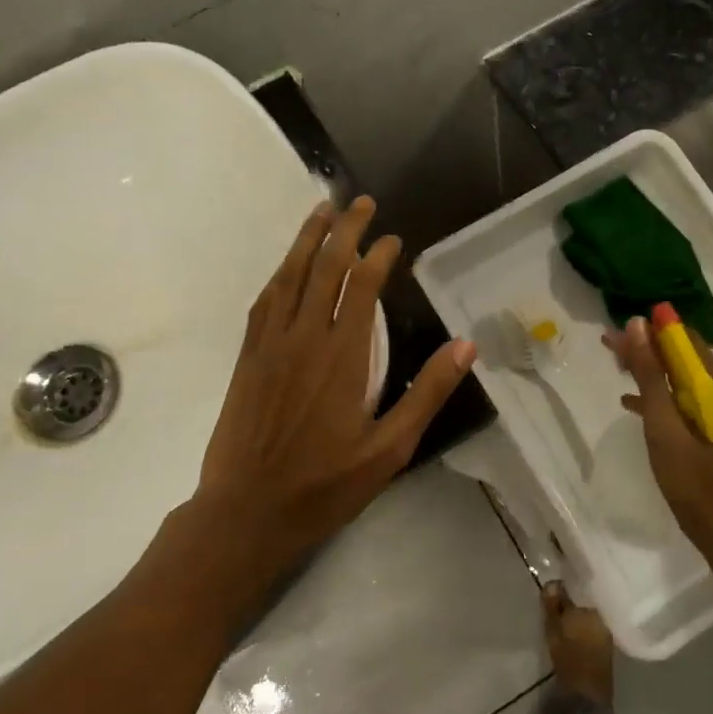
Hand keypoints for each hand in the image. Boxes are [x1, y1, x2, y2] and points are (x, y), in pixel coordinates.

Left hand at [197, 196, 474, 564]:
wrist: (246, 512)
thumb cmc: (324, 485)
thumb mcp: (390, 449)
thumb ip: (427, 394)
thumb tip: (466, 347)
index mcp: (343, 356)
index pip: (362, 285)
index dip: (378, 255)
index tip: (394, 239)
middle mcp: (305, 338)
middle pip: (325, 267)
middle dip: (344, 229)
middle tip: (359, 201)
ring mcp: (270, 345)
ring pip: (290, 276)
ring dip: (307, 239)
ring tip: (322, 210)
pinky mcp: (248, 359)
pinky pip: (264, 302)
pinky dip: (280, 274)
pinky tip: (287, 266)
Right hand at [606, 317, 712, 564]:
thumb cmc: (695, 483)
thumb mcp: (664, 427)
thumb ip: (650, 376)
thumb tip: (637, 325)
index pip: (686, 342)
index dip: (655, 328)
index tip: (621, 324)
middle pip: (683, 358)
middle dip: (648, 347)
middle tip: (609, 343)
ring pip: (680, 378)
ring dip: (649, 370)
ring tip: (614, 362)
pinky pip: (683, 400)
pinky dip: (658, 396)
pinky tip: (630, 399)